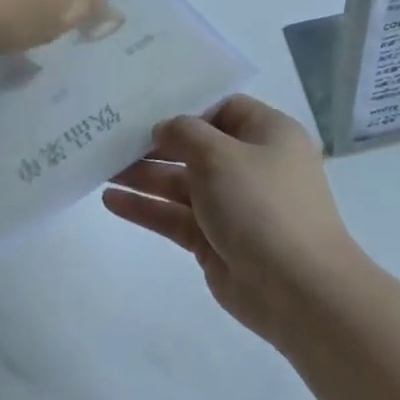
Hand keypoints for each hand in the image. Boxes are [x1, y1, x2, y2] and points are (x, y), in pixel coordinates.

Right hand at [103, 95, 368, 345]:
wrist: (298, 290)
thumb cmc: (262, 205)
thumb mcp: (220, 155)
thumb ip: (184, 133)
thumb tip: (165, 129)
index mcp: (268, 135)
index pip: (224, 110)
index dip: (187, 110)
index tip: (148, 113)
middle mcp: (252, 166)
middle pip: (197, 147)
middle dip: (156, 145)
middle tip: (112, 140)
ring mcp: (233, 205)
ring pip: (182, 183)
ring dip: (145, 175)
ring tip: (102, 168)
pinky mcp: (215, 240)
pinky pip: (176, 216)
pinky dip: (147, 208)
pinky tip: (110, 200)